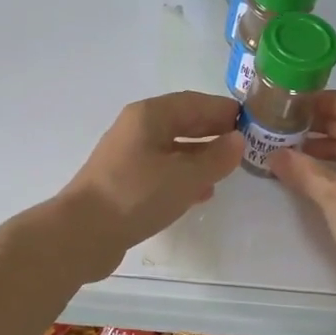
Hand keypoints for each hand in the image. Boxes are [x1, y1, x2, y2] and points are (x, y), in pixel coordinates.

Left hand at [58, 92, 245, 258]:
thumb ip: (216, 158)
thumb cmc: (137, 194)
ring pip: (172, 147)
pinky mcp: (125, 181)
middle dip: (213, 131)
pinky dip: (183, 175)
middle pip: (182, 122)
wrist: (83, 232)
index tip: (252, 121)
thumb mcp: (185, 176)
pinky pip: (162, 169)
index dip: (223, 110)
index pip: (194, 102)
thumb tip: (237, 140)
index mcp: (149, 115)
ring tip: (228, 167)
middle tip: (245, 144)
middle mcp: (137, 128)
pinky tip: (201, 192)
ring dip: (200, 154)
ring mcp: (128, 155)